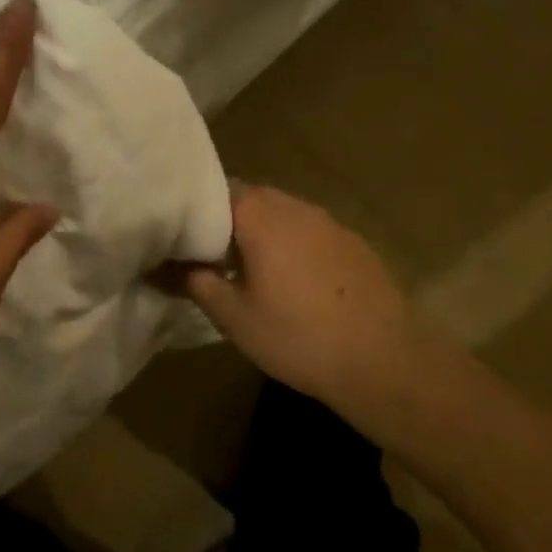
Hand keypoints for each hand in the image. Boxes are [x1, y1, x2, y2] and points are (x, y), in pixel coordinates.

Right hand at [171, 184, 427, 409]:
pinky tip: (294, 283)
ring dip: (264, 233)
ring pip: (284, 215)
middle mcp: (296, 207)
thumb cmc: (297, 336)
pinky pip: (311, 232)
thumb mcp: (233, 317)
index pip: (218, 190)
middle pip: (253, 198)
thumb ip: (196, 283)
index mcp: (261, 216)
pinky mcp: (355, 244)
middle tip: (212, 255)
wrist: (385, 361)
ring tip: (251, 269)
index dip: (198, 210)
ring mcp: (331, 223)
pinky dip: (294, 246)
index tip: (184, 236)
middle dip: (230, 221)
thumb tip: (166, 266)